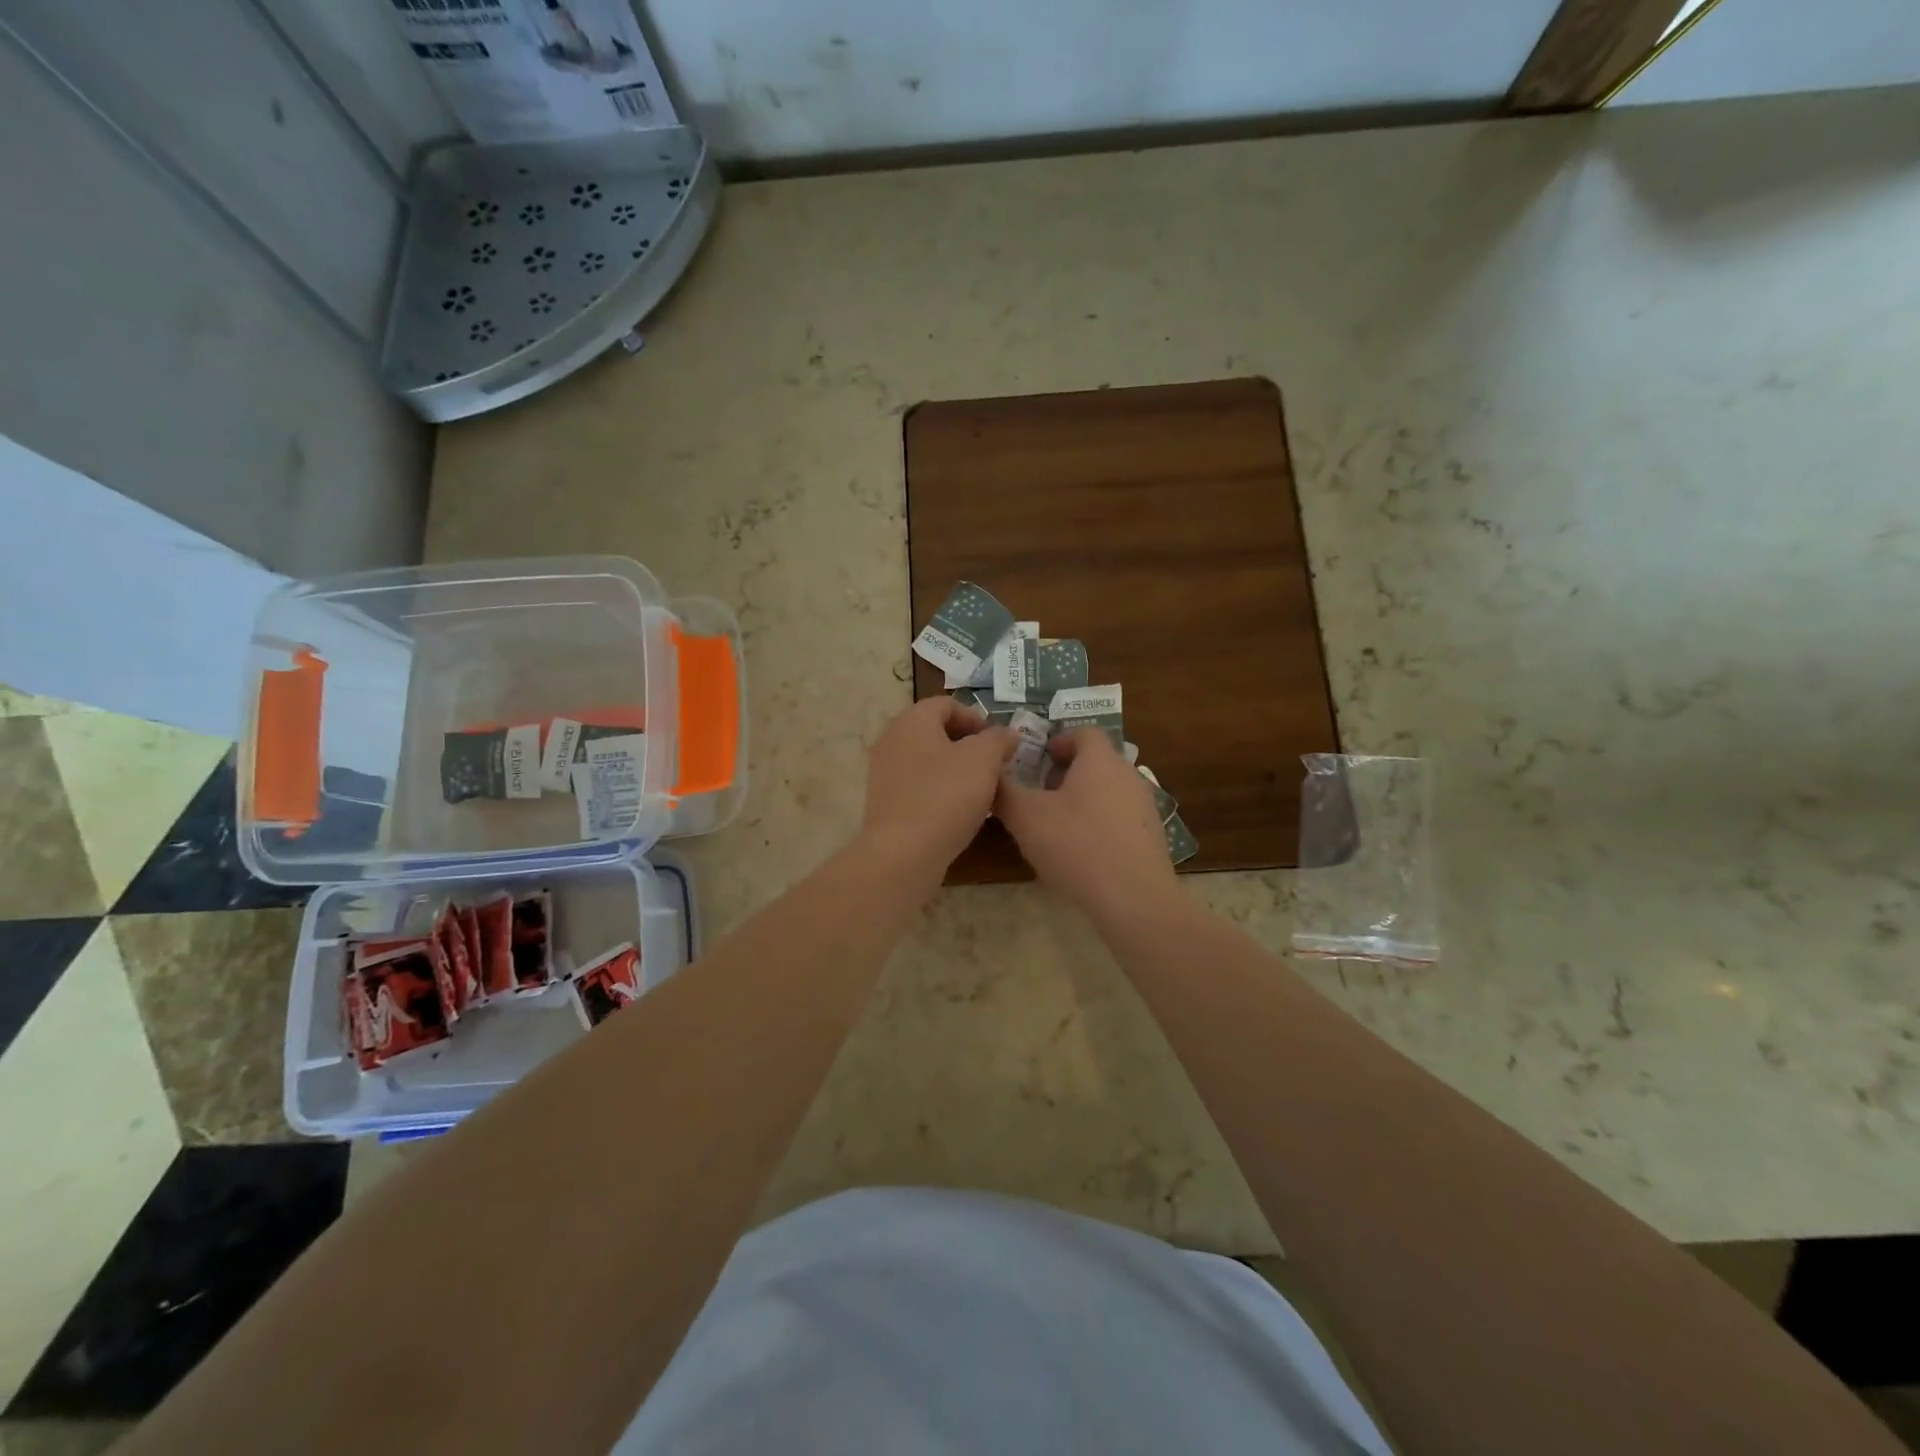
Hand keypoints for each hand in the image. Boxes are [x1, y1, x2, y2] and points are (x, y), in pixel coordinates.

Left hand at [860, 697, 1016, 877]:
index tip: (999, 743)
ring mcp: (885, 772)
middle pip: (936, 731)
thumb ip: (998, 740)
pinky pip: (918, 785)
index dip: (977, 718)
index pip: (947, 704)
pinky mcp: (885, 802)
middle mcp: (892, 739)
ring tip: (980, 790)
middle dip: (968, 745)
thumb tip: (1006, 734)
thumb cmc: (945, 796)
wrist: (904, 853)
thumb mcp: (984, 760)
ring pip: (928, 760)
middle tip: (994, 765)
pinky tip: (958, 811)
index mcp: (912, 720)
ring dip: (955, 769)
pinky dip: (940, 790)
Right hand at [995, 729, 1175, 915]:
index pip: (1083, 732)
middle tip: (1041, 794)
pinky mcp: (1152, 835)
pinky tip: (1083, 852)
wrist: (1134, 898)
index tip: (1038, 760)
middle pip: (1096, 761)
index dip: (1058, 741)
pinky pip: (1121, 817)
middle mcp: (1128, 774)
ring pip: (1109, 789)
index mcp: (1100, 760)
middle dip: (1067, 772)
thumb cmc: (1077, 846)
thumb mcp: (1026, 817)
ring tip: (1059, 825)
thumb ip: (1004, 791)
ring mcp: (1145, 805)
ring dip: (1084, 798)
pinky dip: (1100, 823)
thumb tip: (990, 774)